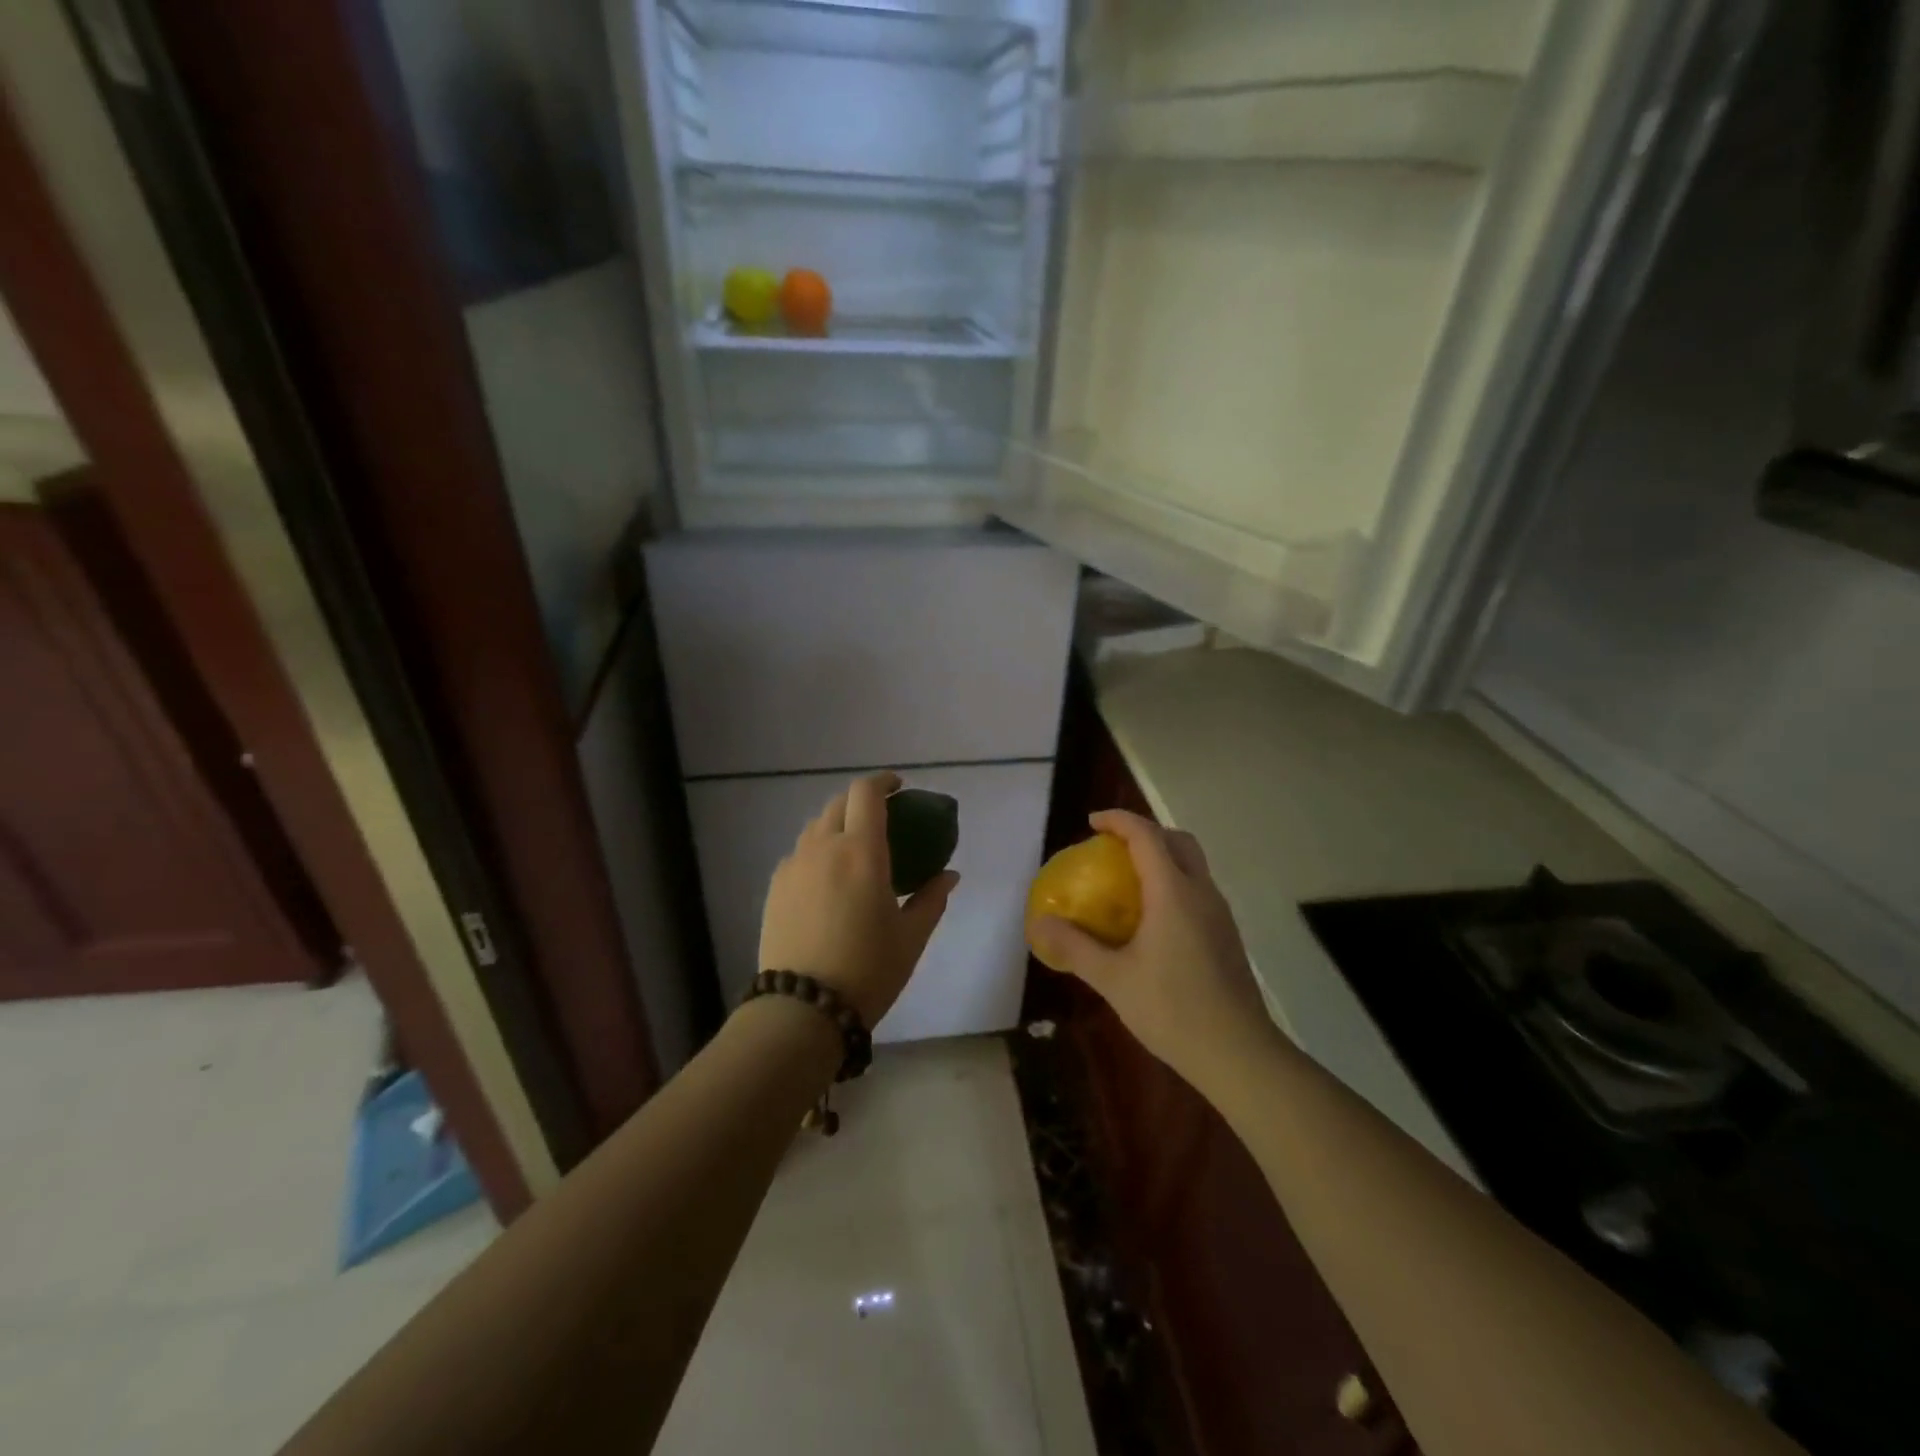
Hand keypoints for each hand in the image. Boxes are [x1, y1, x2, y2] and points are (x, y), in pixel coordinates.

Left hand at [758, 772, 959, 1027]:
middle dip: (861, 801)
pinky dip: (818, 851)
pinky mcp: (775, 887)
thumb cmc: (868, 970)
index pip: (866, 793)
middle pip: (838, 803)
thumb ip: (932, 898)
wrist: (802, 1009)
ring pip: (816, 827)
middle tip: (882, 819)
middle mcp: (822, 848)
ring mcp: (794, 866)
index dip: (883, 781)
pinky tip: (829, 879)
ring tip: (854, 849)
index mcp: (860, 852)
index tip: (898, 787)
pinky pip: (800, 853)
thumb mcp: (911, 937)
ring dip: (838, 824)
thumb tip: (949, 875)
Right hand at [1030, 810, 1270, 1087]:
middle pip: (1178, 840)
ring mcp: (1219, 913)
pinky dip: (1174, 883)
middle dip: (1146, 832)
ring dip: (1163, 857)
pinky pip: (1198, 890)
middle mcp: (1201, 892)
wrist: (1239, 1053)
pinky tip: (1153, 919)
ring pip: (1193, 865)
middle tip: (1113, 847)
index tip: (1092, 823)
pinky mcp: (1227, 935)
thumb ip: (1074, 946)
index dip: (1119, 821)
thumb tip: (1039, 923)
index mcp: (1173, 892)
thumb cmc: (1172, 1009)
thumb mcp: (1112, 978)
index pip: (1146, 836)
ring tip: (1128, 881)